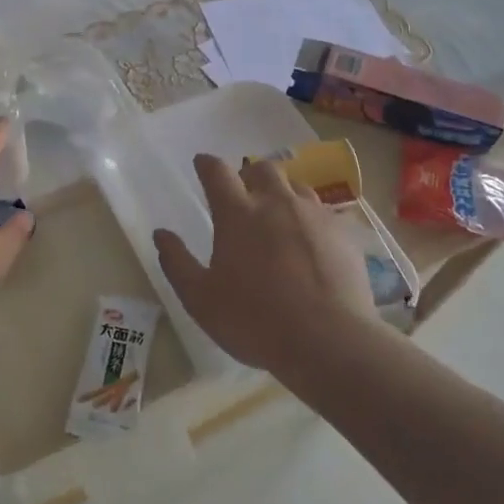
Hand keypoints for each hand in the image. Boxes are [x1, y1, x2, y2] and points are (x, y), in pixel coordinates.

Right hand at [153, 154, 376, 374]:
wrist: (328, 340)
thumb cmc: (254, 321)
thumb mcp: (201, 299)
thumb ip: (177, 262)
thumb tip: (161, 233)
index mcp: (238, 214)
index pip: (217, 172)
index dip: (207, 164)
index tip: (202, 164)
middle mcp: (277, 203)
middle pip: (262, 169)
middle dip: (249, 174)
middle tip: (243, 192)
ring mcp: (314, 215)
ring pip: (296, 186)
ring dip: (282, 193)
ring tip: (279, 215)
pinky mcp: (343, 232)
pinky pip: (324, 212)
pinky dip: (311, 218)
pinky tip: (311, 241)